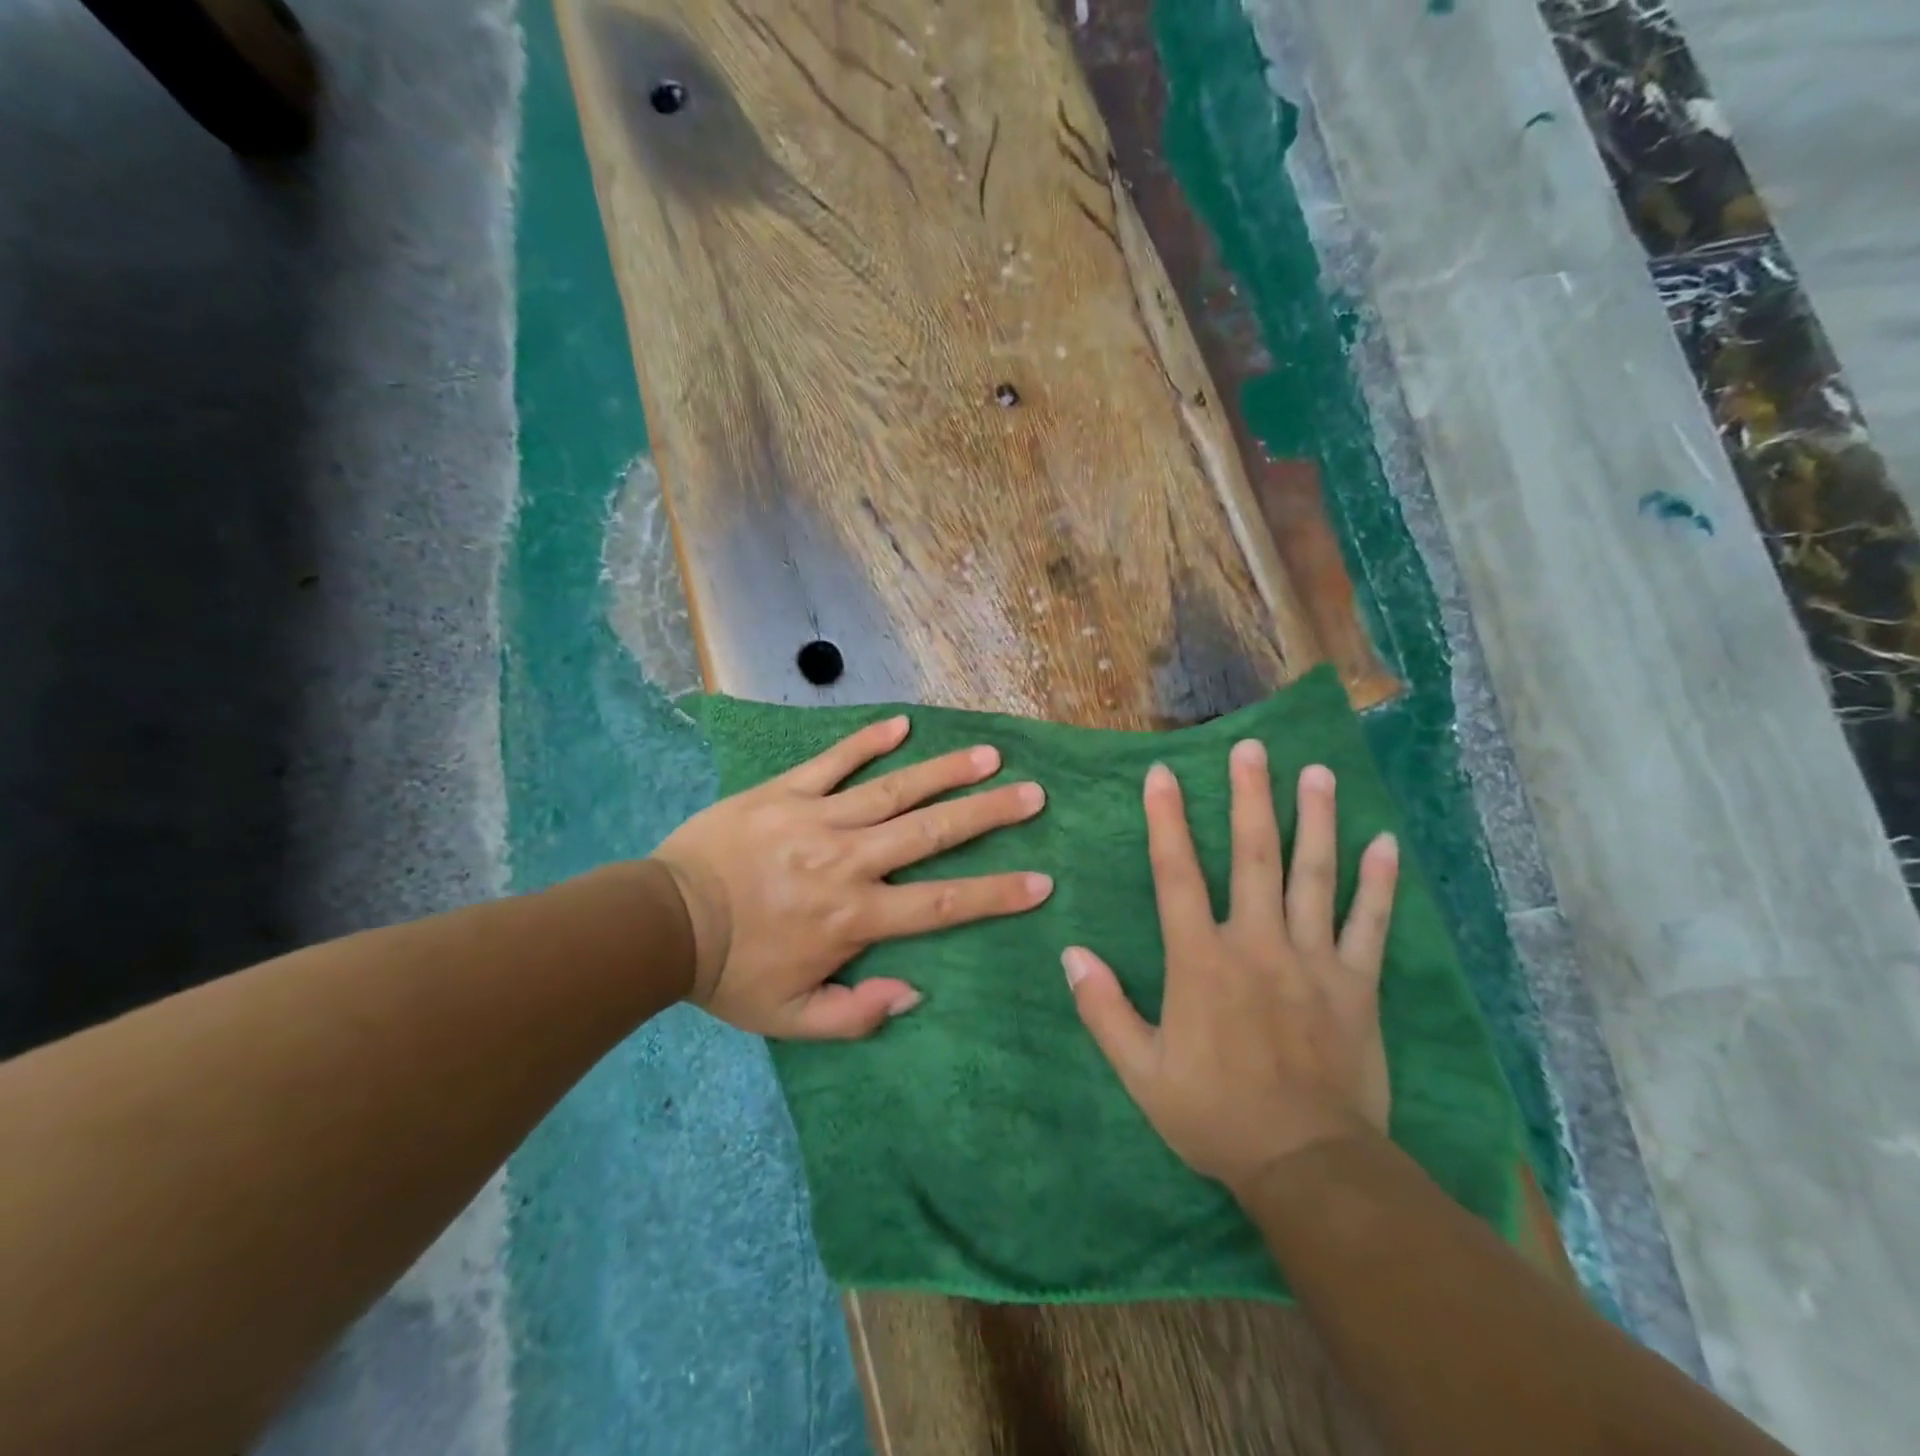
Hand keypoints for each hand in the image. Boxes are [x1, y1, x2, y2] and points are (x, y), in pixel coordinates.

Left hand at [652, 715, 1051, 1039]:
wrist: (663, 924)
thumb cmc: (732, 973)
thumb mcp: (792, 1017)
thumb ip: (857, 1013)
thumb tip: (915, 991)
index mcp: (855, 916)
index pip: (941, 904)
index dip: (995, 894)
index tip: (1042, 882)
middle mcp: (849, 860)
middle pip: (931, 833)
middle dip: (988, 814)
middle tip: (1033, 795)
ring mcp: (818, 818)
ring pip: (893, 791)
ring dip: (944, 772)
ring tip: (988, 755)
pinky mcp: (785, 792)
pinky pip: (832, 761)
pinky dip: (866, 742)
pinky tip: (902, 724)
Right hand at [1063, 742, 1398, 1195]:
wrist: (1306, 1165)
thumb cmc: (1215, 1114)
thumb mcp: (1141, 1072)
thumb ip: (1103, 1010)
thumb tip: (1070, 954)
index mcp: (1201, 961)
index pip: (1177, 876)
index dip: (1167, 822)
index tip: (1163, 774)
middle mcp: (1256, 944)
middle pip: (1252, 857)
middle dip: (1249, 798)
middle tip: (1253, 748)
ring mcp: (1312, 960)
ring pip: (1314, 876)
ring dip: (1314, 821)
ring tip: (1316, 772)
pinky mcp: (1356, 984)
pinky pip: (1370, 924)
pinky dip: (1379, 882)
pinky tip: (1384, 842)